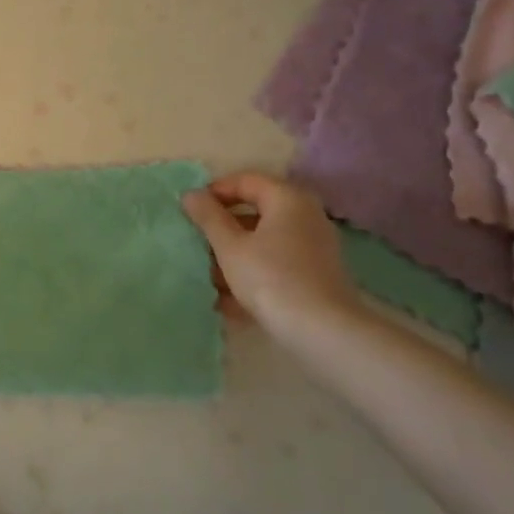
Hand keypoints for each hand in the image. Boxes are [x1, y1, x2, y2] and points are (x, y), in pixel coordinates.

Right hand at [181, 171, 357, 329]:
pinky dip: (253, 274)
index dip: (214, 192)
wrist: (323, 332)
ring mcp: (314, 247)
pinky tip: (229, 301)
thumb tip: (191, 194)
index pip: (245, 181)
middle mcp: (306, 216)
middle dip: (223, 230)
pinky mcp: (317, 275)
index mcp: (287, 199)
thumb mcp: (230, 246)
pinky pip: (277, 264)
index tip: (190, 212)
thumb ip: (208, 217)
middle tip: (197, 244)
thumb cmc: (271, 278)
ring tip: (208, 279)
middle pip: (255, 213)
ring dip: (235, 256)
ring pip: (264, 242)